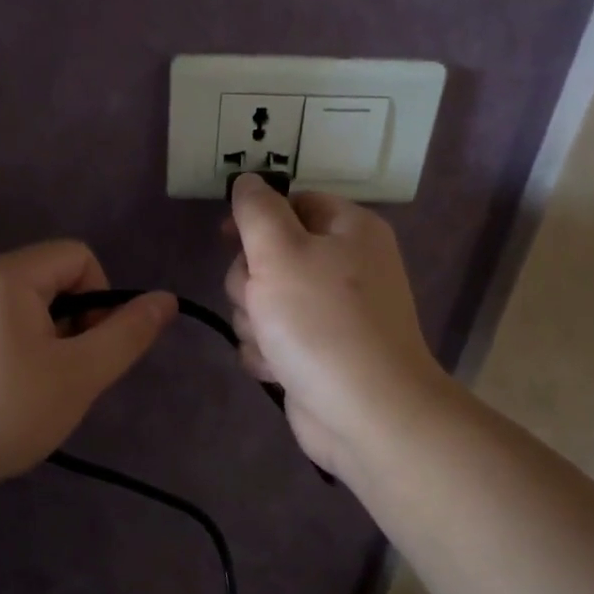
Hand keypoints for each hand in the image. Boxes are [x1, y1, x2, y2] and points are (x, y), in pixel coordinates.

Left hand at [0, 241, 174, 540]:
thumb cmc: (5, 411)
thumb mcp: (80, 375)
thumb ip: (127, 334)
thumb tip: (166, 299)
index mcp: (8, 274)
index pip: (79, 257)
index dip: (101, 298)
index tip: (90, 350)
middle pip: (52, 278)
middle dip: (75, 322)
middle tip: (67, 375)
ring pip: (27, 304)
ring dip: (49, 338)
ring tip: (39, 387)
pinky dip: (18, 347)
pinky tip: (8, 391)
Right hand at [225, 174, 450, 480]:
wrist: (366, 412)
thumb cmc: (322, 322)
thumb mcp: (280, 251)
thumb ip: (257, 211)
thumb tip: (248, 181)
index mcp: (348, 230)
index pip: (293, 202)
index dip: (255, 217)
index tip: (227, 238)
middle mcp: (343, 267)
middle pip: (269, 256)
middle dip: (251, 283)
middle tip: (262, 301)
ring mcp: (330, 314)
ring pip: (263, 301)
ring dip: (255, 323)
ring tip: (275, 343)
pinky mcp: (316, 353)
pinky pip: (271, 339)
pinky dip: (268, 354)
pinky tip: (280, 369)